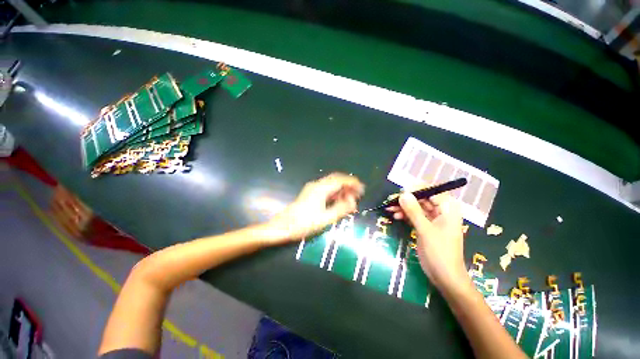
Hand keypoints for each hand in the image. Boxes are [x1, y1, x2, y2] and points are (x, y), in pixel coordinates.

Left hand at [267, 173, 363, 243]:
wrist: (282, 226)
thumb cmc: (304, 224)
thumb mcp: (325, 219)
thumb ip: (341, 209)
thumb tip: (353, 201)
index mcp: (320, 189)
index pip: (340, 180)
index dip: (352, 183)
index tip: (362, 189)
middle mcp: (316, 185)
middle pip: (336, 180)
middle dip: (348, 185)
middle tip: (358, 195)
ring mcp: (312, 189)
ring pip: (331, 184)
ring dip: (342, 189)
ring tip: (350, 199)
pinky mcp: (310, 194)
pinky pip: (326, 189)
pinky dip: (335, 193)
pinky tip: (338, 201)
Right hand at [389, 192, 468, 289]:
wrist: (445, 277)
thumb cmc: (440, 253)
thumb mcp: (425, 230)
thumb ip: (414, 211)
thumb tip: (403, 194)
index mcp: (448, 210)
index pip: (432, 191)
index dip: (417, 189)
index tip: (401, 191)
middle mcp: (441, 211)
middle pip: (422, 198)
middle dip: (407, 199)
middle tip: (391, 200)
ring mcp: (433, 219)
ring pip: (417, 207)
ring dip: (403, 207)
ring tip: (389, 209)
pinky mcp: (426, 226)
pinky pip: (414, 215)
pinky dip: (405, 215)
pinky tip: (395, 216)